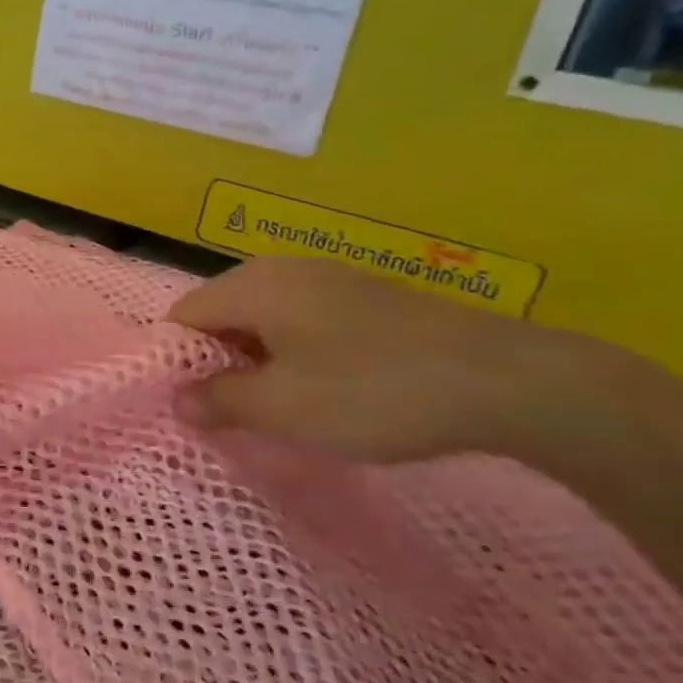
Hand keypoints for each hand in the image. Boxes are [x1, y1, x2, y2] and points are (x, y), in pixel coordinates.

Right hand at [167, 255, 624, 464]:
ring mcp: (325, 277)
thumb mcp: (284, 407)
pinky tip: (320, 388)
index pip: (183, 316)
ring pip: (261, 318)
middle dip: (215, 363)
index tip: (192, 407)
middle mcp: (281, 269)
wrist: (506, 380)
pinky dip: (291, 352)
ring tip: (274, 407)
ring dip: (254, 361)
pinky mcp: (361, 295)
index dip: (176, 362)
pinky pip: (299, 319)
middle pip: (219, 314)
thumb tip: (176, 400)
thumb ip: (219, 401)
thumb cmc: (373, 392)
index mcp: (253, 285)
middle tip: (230, 414)